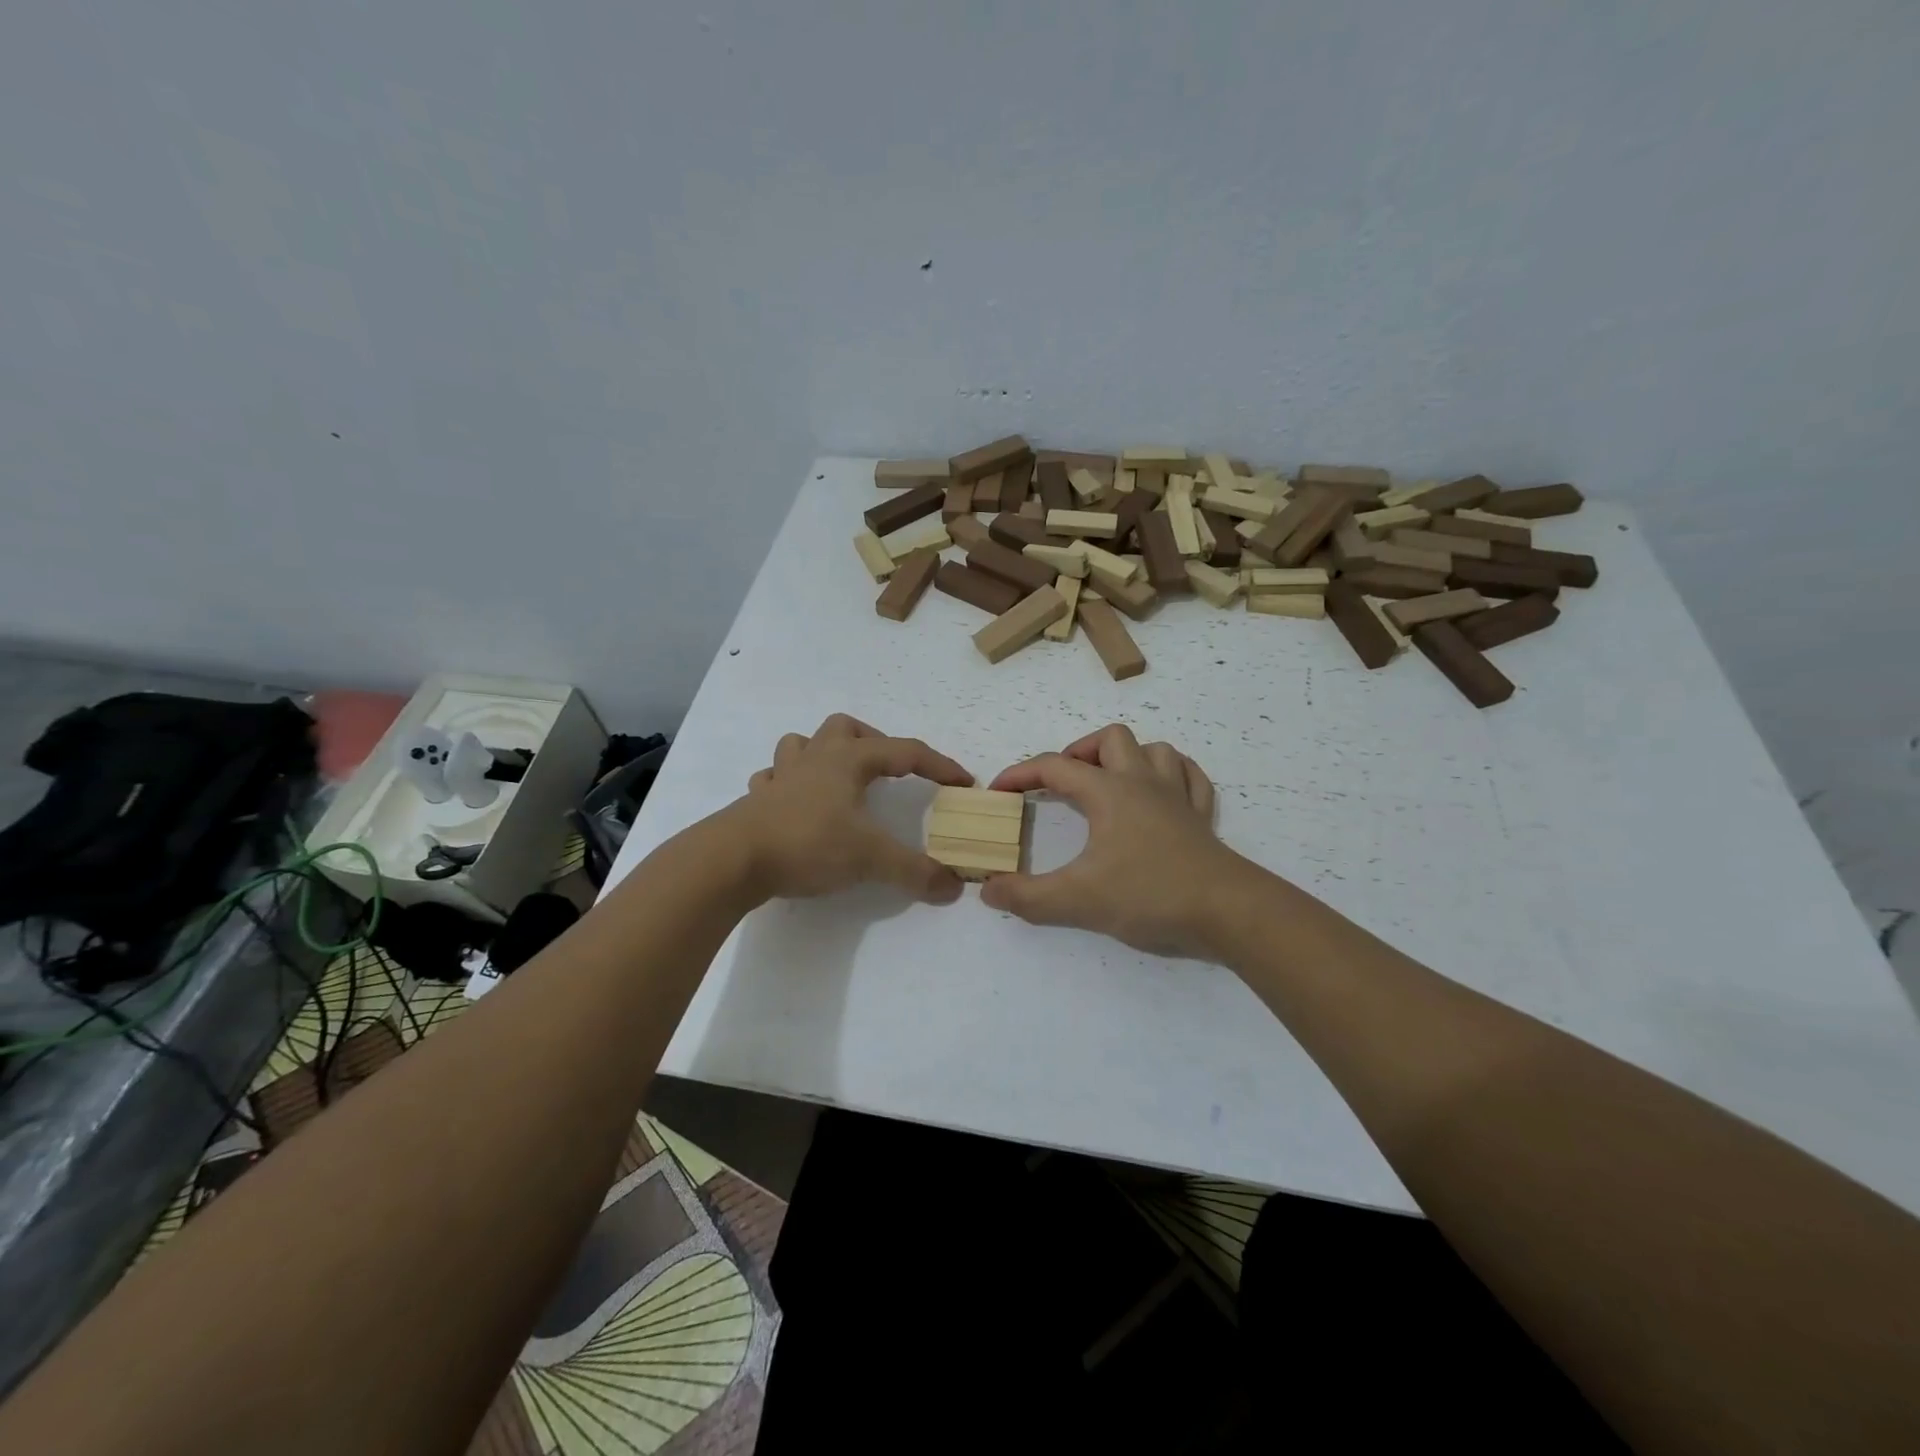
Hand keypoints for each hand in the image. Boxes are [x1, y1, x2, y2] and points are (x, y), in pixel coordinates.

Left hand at [725, 714, 972, 903]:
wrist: (732, 860)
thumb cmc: (807, 844)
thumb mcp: (869, 859)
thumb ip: (914, 872)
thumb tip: (954, 887)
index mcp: (848, 761)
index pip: (905, 751)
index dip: (939, 765)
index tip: (962, 783)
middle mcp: (815, 759)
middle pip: (845, 728)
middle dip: (872, 742)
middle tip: (888, 771)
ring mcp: (781, 777)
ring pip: (803, 743)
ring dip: (824, 754)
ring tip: (839, 780)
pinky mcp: (756, 801)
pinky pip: (773, 778)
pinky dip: (788, 783)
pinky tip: (795, 803)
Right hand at [981, 724, 1240, 956]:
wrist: (1227, 910)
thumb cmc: (1149, 894)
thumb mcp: (1077, 901)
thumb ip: (1027, 897)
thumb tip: (989, 890)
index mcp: (1109, 792)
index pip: (1055, 767)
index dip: (1020, 774)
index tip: (999, 792)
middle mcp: (1143, 782)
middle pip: (1110, 739)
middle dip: (1080, 752)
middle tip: (1063, 784)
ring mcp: (1178, 797)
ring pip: (1155, 750)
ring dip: (1128, 758)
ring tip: (1110, 784)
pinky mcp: (1202, 818)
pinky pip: (1190, 777)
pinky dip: (1171, 775)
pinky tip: (1161, 794)